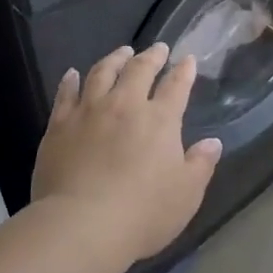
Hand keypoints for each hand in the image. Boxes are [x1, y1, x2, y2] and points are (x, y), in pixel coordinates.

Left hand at [32, 44, 223, 269]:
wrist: (82, 224)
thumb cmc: (143, 213)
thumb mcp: (186, 194)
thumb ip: (200, 164)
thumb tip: (212, 142)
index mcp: (160, 120)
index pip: (176, 87)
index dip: (183, 71)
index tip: (187, 59)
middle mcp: (124, 106)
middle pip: (139, 70)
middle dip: (151, 57)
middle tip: (157, 48)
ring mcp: (88, 112)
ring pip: (102, 73)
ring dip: (114, 59)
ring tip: (121, 51)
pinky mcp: (59, 125)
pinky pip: (65, 94)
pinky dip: (71, 81)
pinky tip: (72, 74)